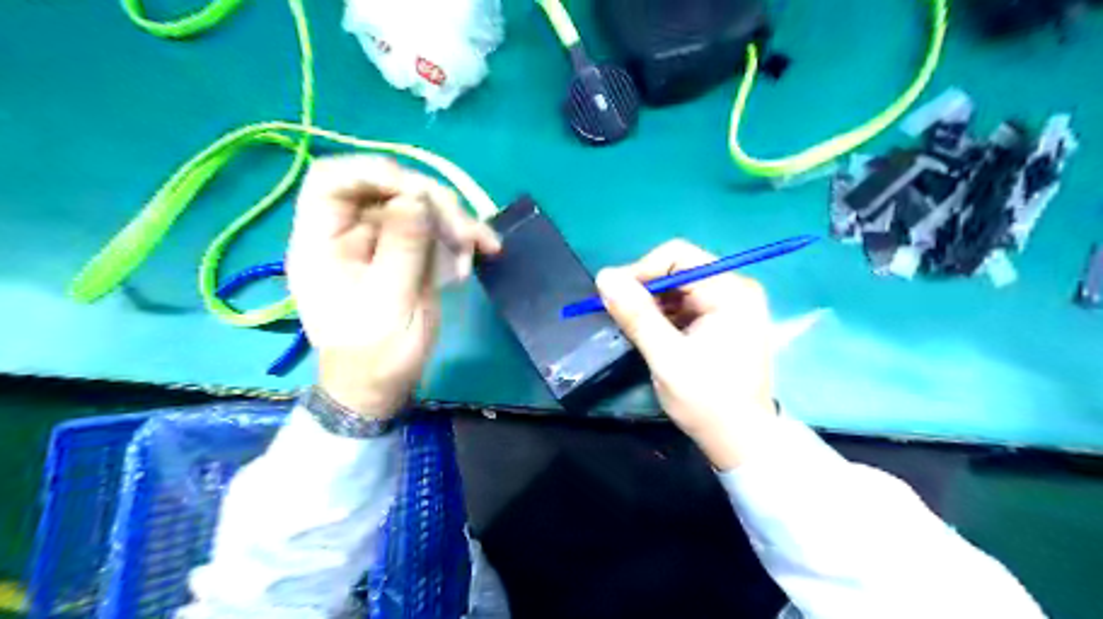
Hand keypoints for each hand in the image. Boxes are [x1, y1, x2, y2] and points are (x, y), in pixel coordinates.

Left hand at [291, 155, 503, 419]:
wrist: (382, 387)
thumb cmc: (376, 354)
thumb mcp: (390, 303)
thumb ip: (402, 248)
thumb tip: (416, 198)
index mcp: (322, 242)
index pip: (332, 180)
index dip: (373, 173)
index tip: (417, 192)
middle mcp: (349, 233)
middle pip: (387, 190)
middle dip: (432, 203)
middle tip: (466, 233)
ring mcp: (380, 242)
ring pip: (417, 207)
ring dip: (454, 221)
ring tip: (482, 247)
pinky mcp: (405, 254)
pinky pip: (433, 231)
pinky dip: (458, 238)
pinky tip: (478, 255)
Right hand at [599, 239, 777, 466]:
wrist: (741, 440)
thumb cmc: (707, 401)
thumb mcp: (666, 357)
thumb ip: (636, 315)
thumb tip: (604, 276)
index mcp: (730, 291)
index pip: (677, 256)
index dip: (641, 270)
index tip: (613, 296)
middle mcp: (736, 289)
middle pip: (678, 269)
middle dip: (645, 290)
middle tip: (620, 316)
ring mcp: (732, 304)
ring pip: (679, 287)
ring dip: (652, 304)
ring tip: (635, 330)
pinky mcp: (725, 320)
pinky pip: (686, 304)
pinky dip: (665, 315)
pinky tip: (653, 335)